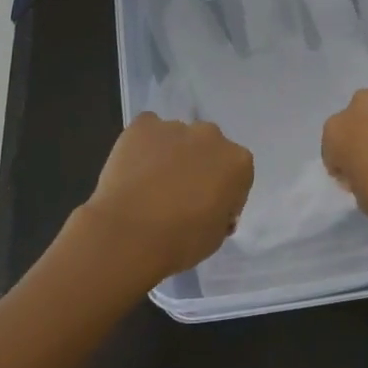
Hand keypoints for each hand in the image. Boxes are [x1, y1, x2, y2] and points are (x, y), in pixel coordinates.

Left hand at [71, 113, 254, 289]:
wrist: (129, 234)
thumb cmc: (181, 241)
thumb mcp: (217, 236)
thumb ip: (221, 211)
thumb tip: (211, 205)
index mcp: (238, 162)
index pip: (236, 175)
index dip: (223, 194)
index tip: (208, 211)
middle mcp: (212, 136)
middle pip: (209, 149)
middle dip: (199, 167)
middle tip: (180, 195)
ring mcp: (176, 127)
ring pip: (178, 138)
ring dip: (171, 155)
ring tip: (150, 185)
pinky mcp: (143, 125)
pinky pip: (148, 130)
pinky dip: (144, 144)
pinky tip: (134, 168)